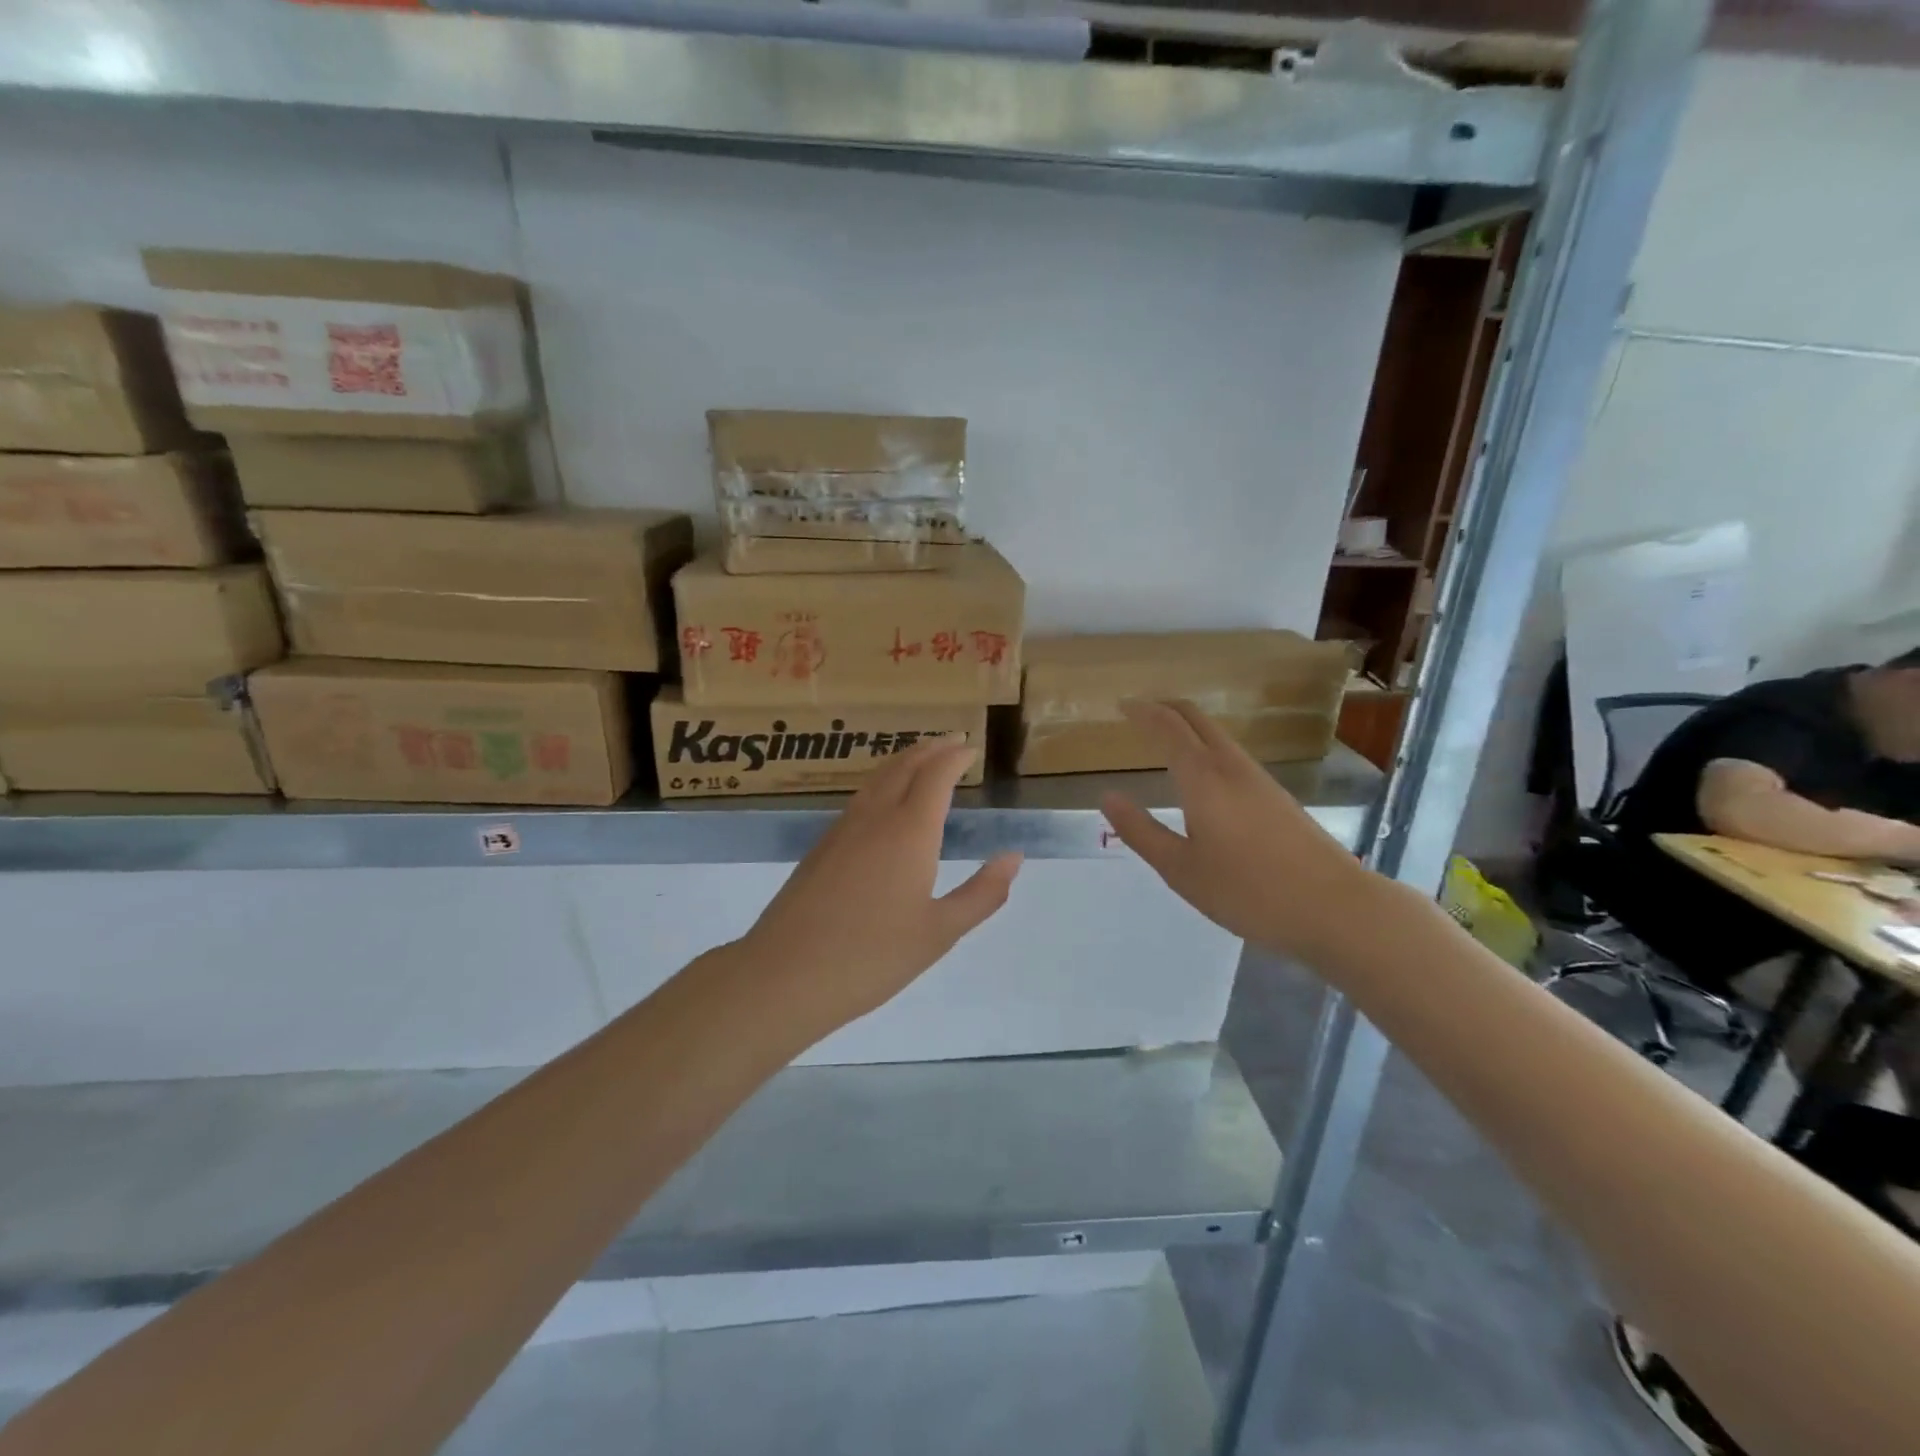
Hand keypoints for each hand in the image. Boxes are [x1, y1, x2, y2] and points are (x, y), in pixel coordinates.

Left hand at [739, 736, 1021, 1041]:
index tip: (971, 749)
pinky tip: (883, 803)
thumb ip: (982, 893)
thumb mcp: (940, 932)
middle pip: (904, 766)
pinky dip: (881, 784)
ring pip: (877, 779)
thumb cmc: (872, 956)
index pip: (936, 775)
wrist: (785, 974)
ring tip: (921, 760)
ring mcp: (842, 830)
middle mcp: (875, 818)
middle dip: (930, 749)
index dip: (955, 757)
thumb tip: (1013, 858)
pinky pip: (859, 799)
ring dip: (903, 762)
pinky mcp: (821, 848)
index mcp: (910, 831)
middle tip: (952, 741)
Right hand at [1100, 699, 1374, 961]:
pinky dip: (1207, 748)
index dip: (1142, 711)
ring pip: (1218, 736)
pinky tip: (1203, 776)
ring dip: (1189, 728)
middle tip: (1139, 712)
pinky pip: (1232, 756)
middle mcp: (1231, 767)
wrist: (1335, 907)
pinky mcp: (1277, 797)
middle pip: (1197, 719)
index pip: (1167, 727)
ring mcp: (1259, 780)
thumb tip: (1107, 797)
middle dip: (1166, 708)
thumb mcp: (1181, 869)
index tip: (1121, 704)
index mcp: (1203, 778)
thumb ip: (1141, 831)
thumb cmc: (1248, 891)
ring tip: (1164, 739)